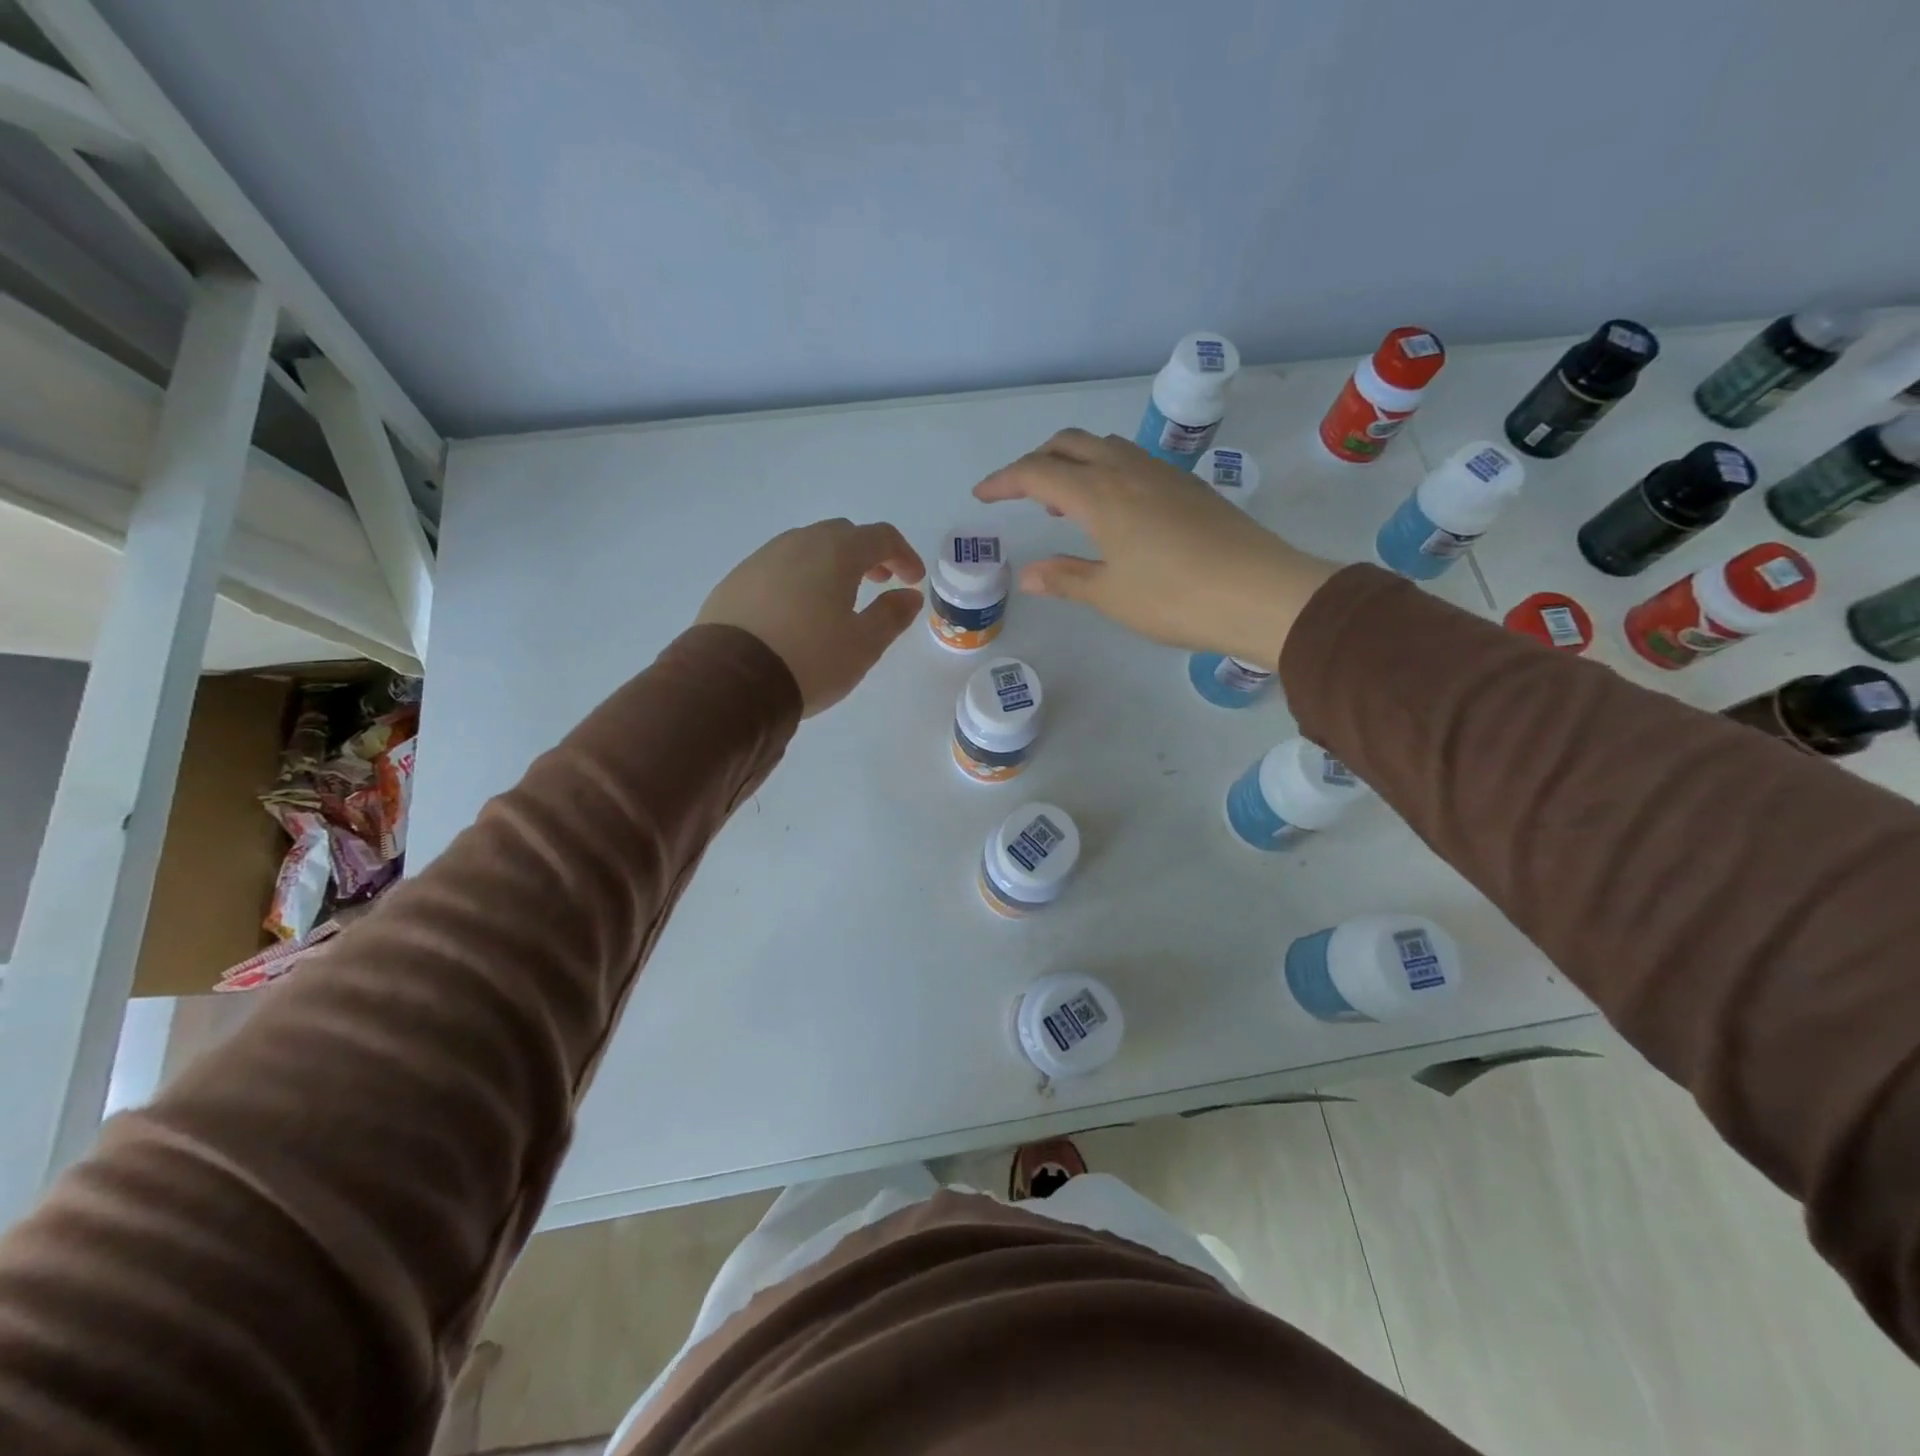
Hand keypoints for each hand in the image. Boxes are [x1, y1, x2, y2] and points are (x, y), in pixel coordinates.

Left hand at [697, 519, 925, 716]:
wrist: (731, 681)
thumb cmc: (810, 660)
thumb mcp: (863, 645)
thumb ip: (891, 616)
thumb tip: (909, 596)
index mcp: (836, 552)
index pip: (881, 536)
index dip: (904, 555)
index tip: (912, 581)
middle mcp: (798, 543)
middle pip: (841, 535)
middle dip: (866, 555)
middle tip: (877, 583)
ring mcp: (761, 559)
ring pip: (806, 548)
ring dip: (830, 565)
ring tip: (837, 600)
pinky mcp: (735, 580)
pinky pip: (777, 568)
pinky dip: (798, 578)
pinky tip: (797, 612)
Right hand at [974, 429, 1337, 665]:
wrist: (1261, 592)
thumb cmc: (1175, 597)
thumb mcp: (1110, 594)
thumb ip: (1065, 578)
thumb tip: (1028, 574)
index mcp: (1100, 493)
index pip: (1038, 472)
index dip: (1004, 480)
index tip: (981, 495)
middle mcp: (1128, 469)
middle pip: (1070, 444)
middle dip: (1037, 461)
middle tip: (1018, 492)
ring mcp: (1163, 473)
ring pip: (1105, 446)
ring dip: (1073, 462)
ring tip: (1060, 502)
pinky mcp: (1187, 486)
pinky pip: (1131, 461)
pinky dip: (1104, 471)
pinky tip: (1110, 509)